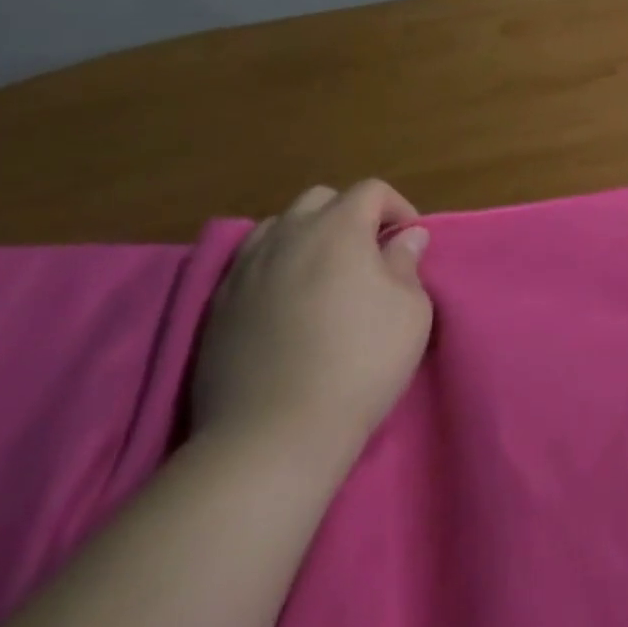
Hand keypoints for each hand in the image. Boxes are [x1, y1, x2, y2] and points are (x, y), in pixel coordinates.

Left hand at [192, 180, 433, 469]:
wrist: (273, 436)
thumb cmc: (359, 362)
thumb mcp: (410, 311)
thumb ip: (407, 264)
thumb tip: (406, 237)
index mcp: (338, 228)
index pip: (370, 190)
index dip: (397, 207)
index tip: (409, 240)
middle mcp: (288, 236)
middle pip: (320, 199)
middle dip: (349, 214)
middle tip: (368, 252)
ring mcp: (245, 270)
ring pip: (279, 227)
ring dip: (307, 236)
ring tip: (323, 273)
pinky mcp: (217, 308)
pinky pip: (250, 264)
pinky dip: (274, 267)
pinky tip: (286, 302)